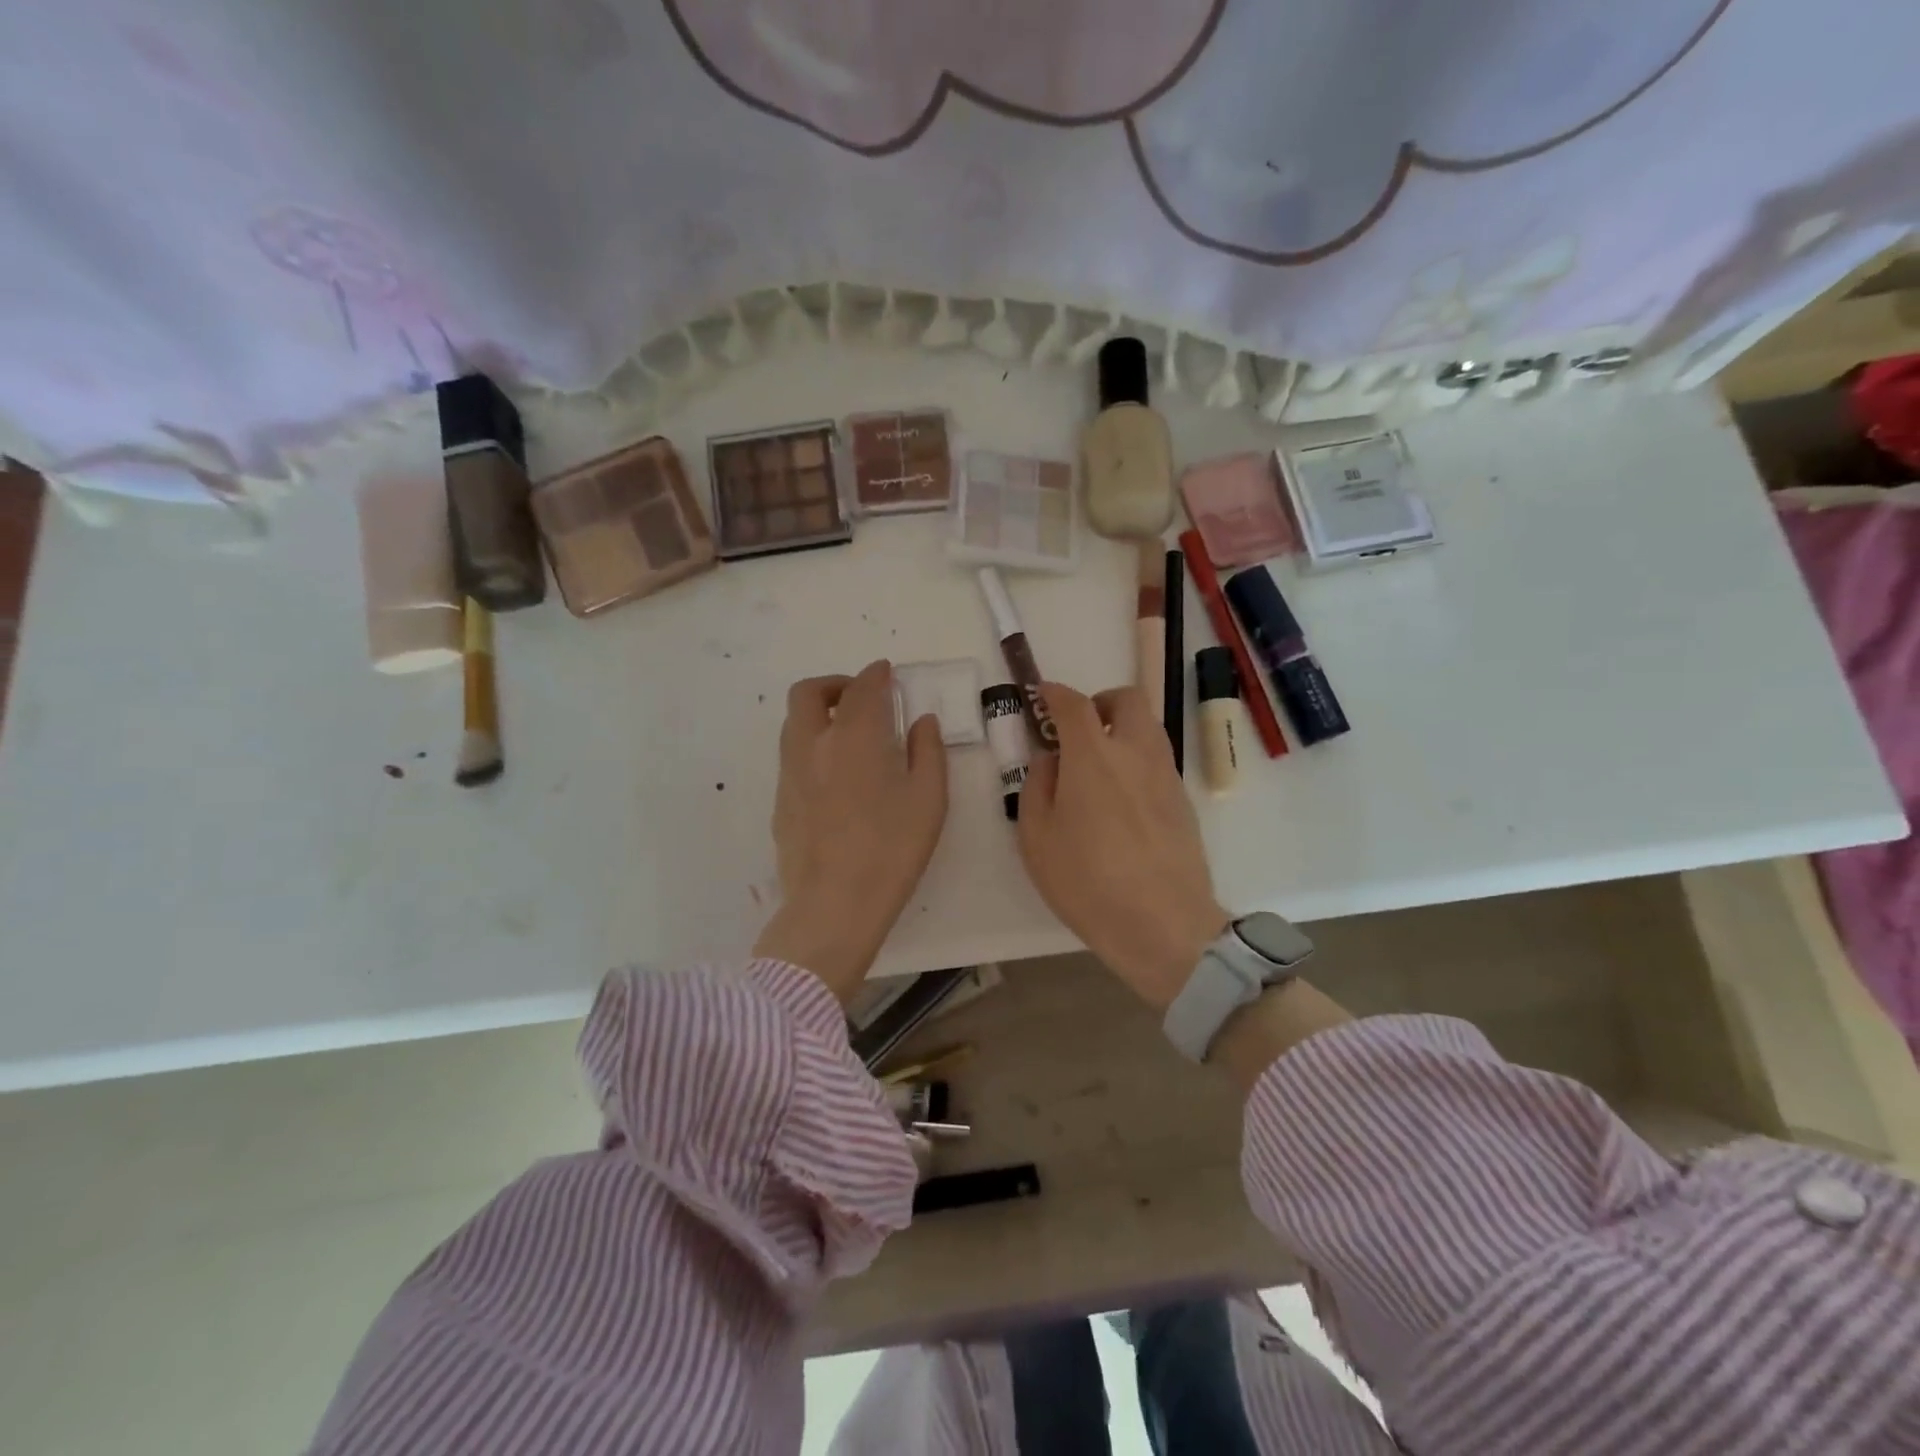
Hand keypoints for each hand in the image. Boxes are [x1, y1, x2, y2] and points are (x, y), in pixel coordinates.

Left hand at [753, 661, 948, 1002]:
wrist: (834, 905)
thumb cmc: (892, 849)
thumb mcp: (929, 798)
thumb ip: (928, 750)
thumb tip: (921, 721)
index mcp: (854, 736)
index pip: (861, 687)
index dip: (875, 674)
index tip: (886, 673)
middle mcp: (813, 744)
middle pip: (809, 693)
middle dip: (835, 684)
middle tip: (860, 697)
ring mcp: (790, 773)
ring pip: (794, 723)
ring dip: (819, 714)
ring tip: (849, 734)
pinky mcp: (780, 801)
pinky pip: (792, 756)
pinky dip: (812, 746)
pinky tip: (836, 776)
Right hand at [1017, 682, 1228, 1011]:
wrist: (1162, 924)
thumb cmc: (1087, 881)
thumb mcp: (1036, 837)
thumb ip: (1037, 785)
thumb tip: (1050, 758)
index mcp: (1093, 755)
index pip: (1074, 704)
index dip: (1054, 693)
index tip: (1042, 695)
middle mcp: (1135, 753)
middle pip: (1127, 700)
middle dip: (1100, 703)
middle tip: (1080, 731)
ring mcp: (1165, 775)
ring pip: (1149, 728)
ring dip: (1122, 731)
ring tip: (1099, 767)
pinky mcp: (1183, 801)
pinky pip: (1158, 761)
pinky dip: (1137, 761)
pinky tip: (1121, 800)